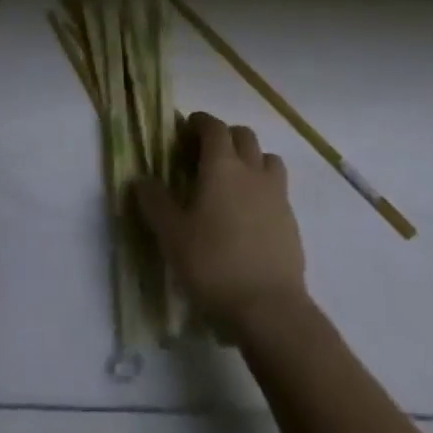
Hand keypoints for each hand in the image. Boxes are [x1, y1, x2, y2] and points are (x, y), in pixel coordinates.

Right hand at [135, 112, 307, 339]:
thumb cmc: (214, 265)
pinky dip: (263, 189)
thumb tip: (141, 179)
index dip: (199, 123)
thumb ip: (155, 203)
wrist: (269, 309)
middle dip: (225, 137)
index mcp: (222, 164)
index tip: (185, 131)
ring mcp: (276, 193)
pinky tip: (251, 215)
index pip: (213, 126)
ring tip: (234, 181)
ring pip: (266, 158)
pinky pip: (278, 189)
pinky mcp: (291, 220)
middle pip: (243, 135)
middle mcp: (252, 169)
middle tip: (206, 156)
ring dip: (250, 159)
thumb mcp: (173, 236)